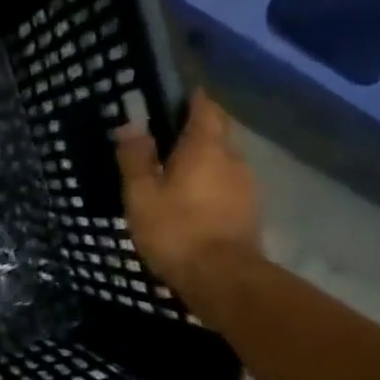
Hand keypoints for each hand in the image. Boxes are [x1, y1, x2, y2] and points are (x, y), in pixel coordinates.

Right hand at [115, 90, 263, 295]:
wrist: (222, 279)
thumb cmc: (176, 231)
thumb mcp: (142, 196)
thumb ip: (136, 159)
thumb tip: (130, 125)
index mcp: (206, 147)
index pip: (206, 107)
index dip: (191, 99)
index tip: (172, 100)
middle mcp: (233, 159)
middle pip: (215, 135)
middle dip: (193, 135)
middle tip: (162, 145)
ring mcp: (246, 187)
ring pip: (221, 164)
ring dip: (200, 166)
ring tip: (172, 180)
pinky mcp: (248, 213)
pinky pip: (225, 189)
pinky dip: (208, 189)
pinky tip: (189, 206)